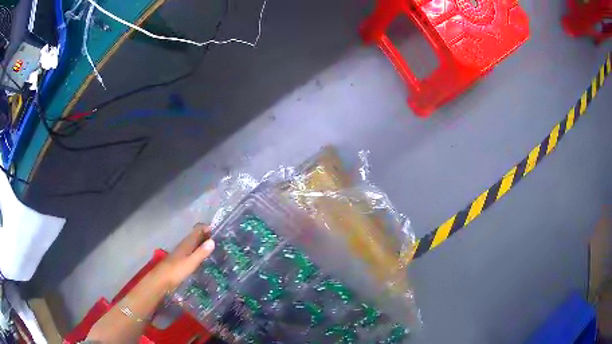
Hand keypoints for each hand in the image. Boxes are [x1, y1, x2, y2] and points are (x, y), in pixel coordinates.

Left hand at [154, 224, 215, 290]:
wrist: (161, 280)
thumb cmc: (176, 270)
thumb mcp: (191, 262)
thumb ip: (201, 252)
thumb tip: (212, 241)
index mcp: (187, 243)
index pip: (198, 229)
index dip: (207, 228)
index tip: (220, 233)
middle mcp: (184, 245)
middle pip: (196, 236)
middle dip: (207, 236)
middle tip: (221, 241)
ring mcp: (182, 252)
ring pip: (195, 244)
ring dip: (204, 244)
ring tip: (216, 249)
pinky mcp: (181, 260)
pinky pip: (193, 251)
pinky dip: (199, 252)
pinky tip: (205, 259)